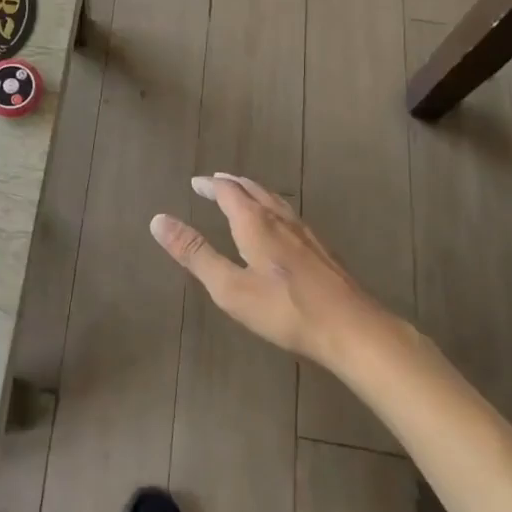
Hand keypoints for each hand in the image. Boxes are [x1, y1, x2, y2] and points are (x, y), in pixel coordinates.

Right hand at [150, 174, 386, 369]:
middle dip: (231, 184)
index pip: (228, 192)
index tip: (196, 183)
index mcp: (255, 223)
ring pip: (275, 200)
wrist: (353, 328)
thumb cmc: (285, 310)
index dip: (210, 185)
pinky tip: (279, 227)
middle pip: (253, 190)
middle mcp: (280, 219)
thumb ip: (195, 254)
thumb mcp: (230, 288)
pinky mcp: (322, 249)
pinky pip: (289, 215)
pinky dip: (272, 208)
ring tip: (244, 195)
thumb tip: (158, 220)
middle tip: (215, 182)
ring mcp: (305, 233)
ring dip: (254, 193)